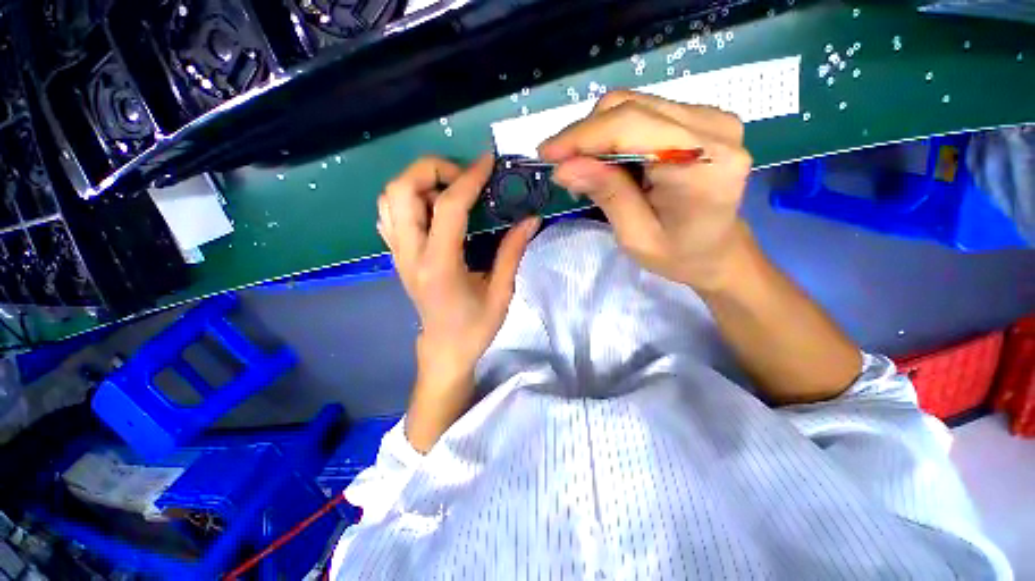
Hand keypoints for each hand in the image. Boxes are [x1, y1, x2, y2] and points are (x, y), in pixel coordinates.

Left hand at [377, 155, 539, 386]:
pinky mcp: (397, 256)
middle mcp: (410, 254)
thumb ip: (513, 251)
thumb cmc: (475, 327)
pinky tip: (433, 209)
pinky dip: (408, 199)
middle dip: (432, 169)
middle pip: (401, 189)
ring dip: (418, 182)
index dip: (469, 178)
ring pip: (389, 198)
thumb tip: (531, 218)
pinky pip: (389, 214)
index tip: (488, 162)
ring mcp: (398, 254)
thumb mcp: (501, 292)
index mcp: (440, 265)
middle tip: (464, 178)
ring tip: (450, 191)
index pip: (448, 206)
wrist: (445, 349)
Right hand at [539, 91, 752, 291]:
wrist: (717, 249)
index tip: (546, 154)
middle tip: (561, 165)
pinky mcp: (701, 118)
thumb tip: (564, 167)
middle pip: (631, 107)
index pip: (631, 128)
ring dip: (597, 134)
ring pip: (634, 105)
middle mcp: (714, 130)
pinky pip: (644, 112)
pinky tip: (607, 161)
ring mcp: (711, 118)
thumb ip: (606, 194)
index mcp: (704, 166)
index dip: (582, 136)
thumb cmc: (679, 255)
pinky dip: (615, 134)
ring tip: (582, 167)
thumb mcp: (635, 236)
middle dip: (585, 134)